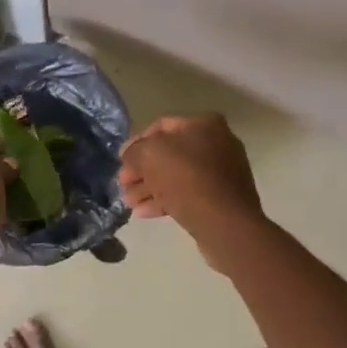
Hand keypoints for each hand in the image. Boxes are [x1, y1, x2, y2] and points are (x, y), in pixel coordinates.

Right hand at [119, 115, 265, 260]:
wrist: (225, 223)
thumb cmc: (186, 179)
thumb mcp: (149, 155)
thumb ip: (133, 151)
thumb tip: (130, 155)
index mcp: (203, 124)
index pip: (160, 126)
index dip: (136, 142)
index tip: (120, 161)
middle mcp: (216, 143)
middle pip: (168, 153)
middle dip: (141, 170)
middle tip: (122, 185)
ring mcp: (220, 172)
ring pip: (176, 176)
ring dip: (149, 188)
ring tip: (129, 203)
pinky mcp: (220, 198)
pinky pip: (187, 194)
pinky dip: (164, 200)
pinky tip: (143, 213)